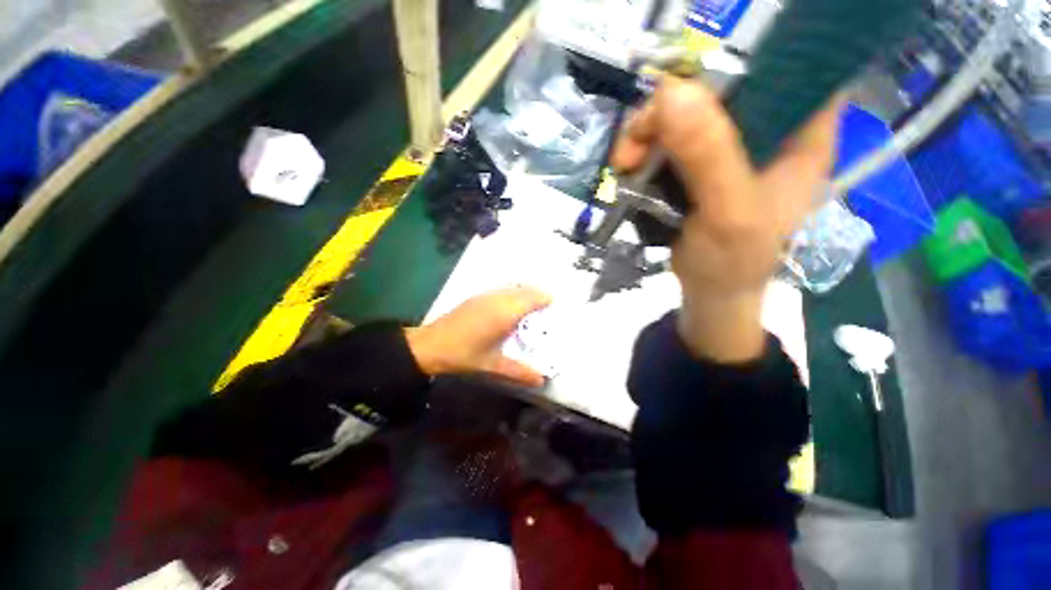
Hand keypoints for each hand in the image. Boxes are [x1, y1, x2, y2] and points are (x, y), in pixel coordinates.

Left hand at [405, 286, 551, 385]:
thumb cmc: (464, 355)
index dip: (544, 299)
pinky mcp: (477, 297)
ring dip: (525, 292)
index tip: (555, 304)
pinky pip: (502, 289)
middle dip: (537, 294)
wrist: (430, 345)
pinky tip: (512, 305)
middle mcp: (497, 300)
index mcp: (504, 314)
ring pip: (512, 287)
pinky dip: (513, 292)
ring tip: (533, 305)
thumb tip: (541, 380)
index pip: (531, 299)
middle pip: (524, 290)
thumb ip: (519, 371)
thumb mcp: (493, 365)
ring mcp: (486, 296)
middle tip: (547, 306)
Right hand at [612, 77, 842, 361]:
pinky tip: (629, 171)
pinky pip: (666, 140)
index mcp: (802, 132)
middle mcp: (767, 128)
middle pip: (719, 84)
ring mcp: (728, 146)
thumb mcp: (728, 213)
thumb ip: (708, 156)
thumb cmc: (733, 262)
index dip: (745, 54)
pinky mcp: (698, 164)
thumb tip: (671, 93)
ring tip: (625, 165)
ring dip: (646, 134)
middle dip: (670, 107)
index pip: (790, 62)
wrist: (709, 292)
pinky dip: (642, 151)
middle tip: (638, 141)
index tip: (694, 75)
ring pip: (683, 112)